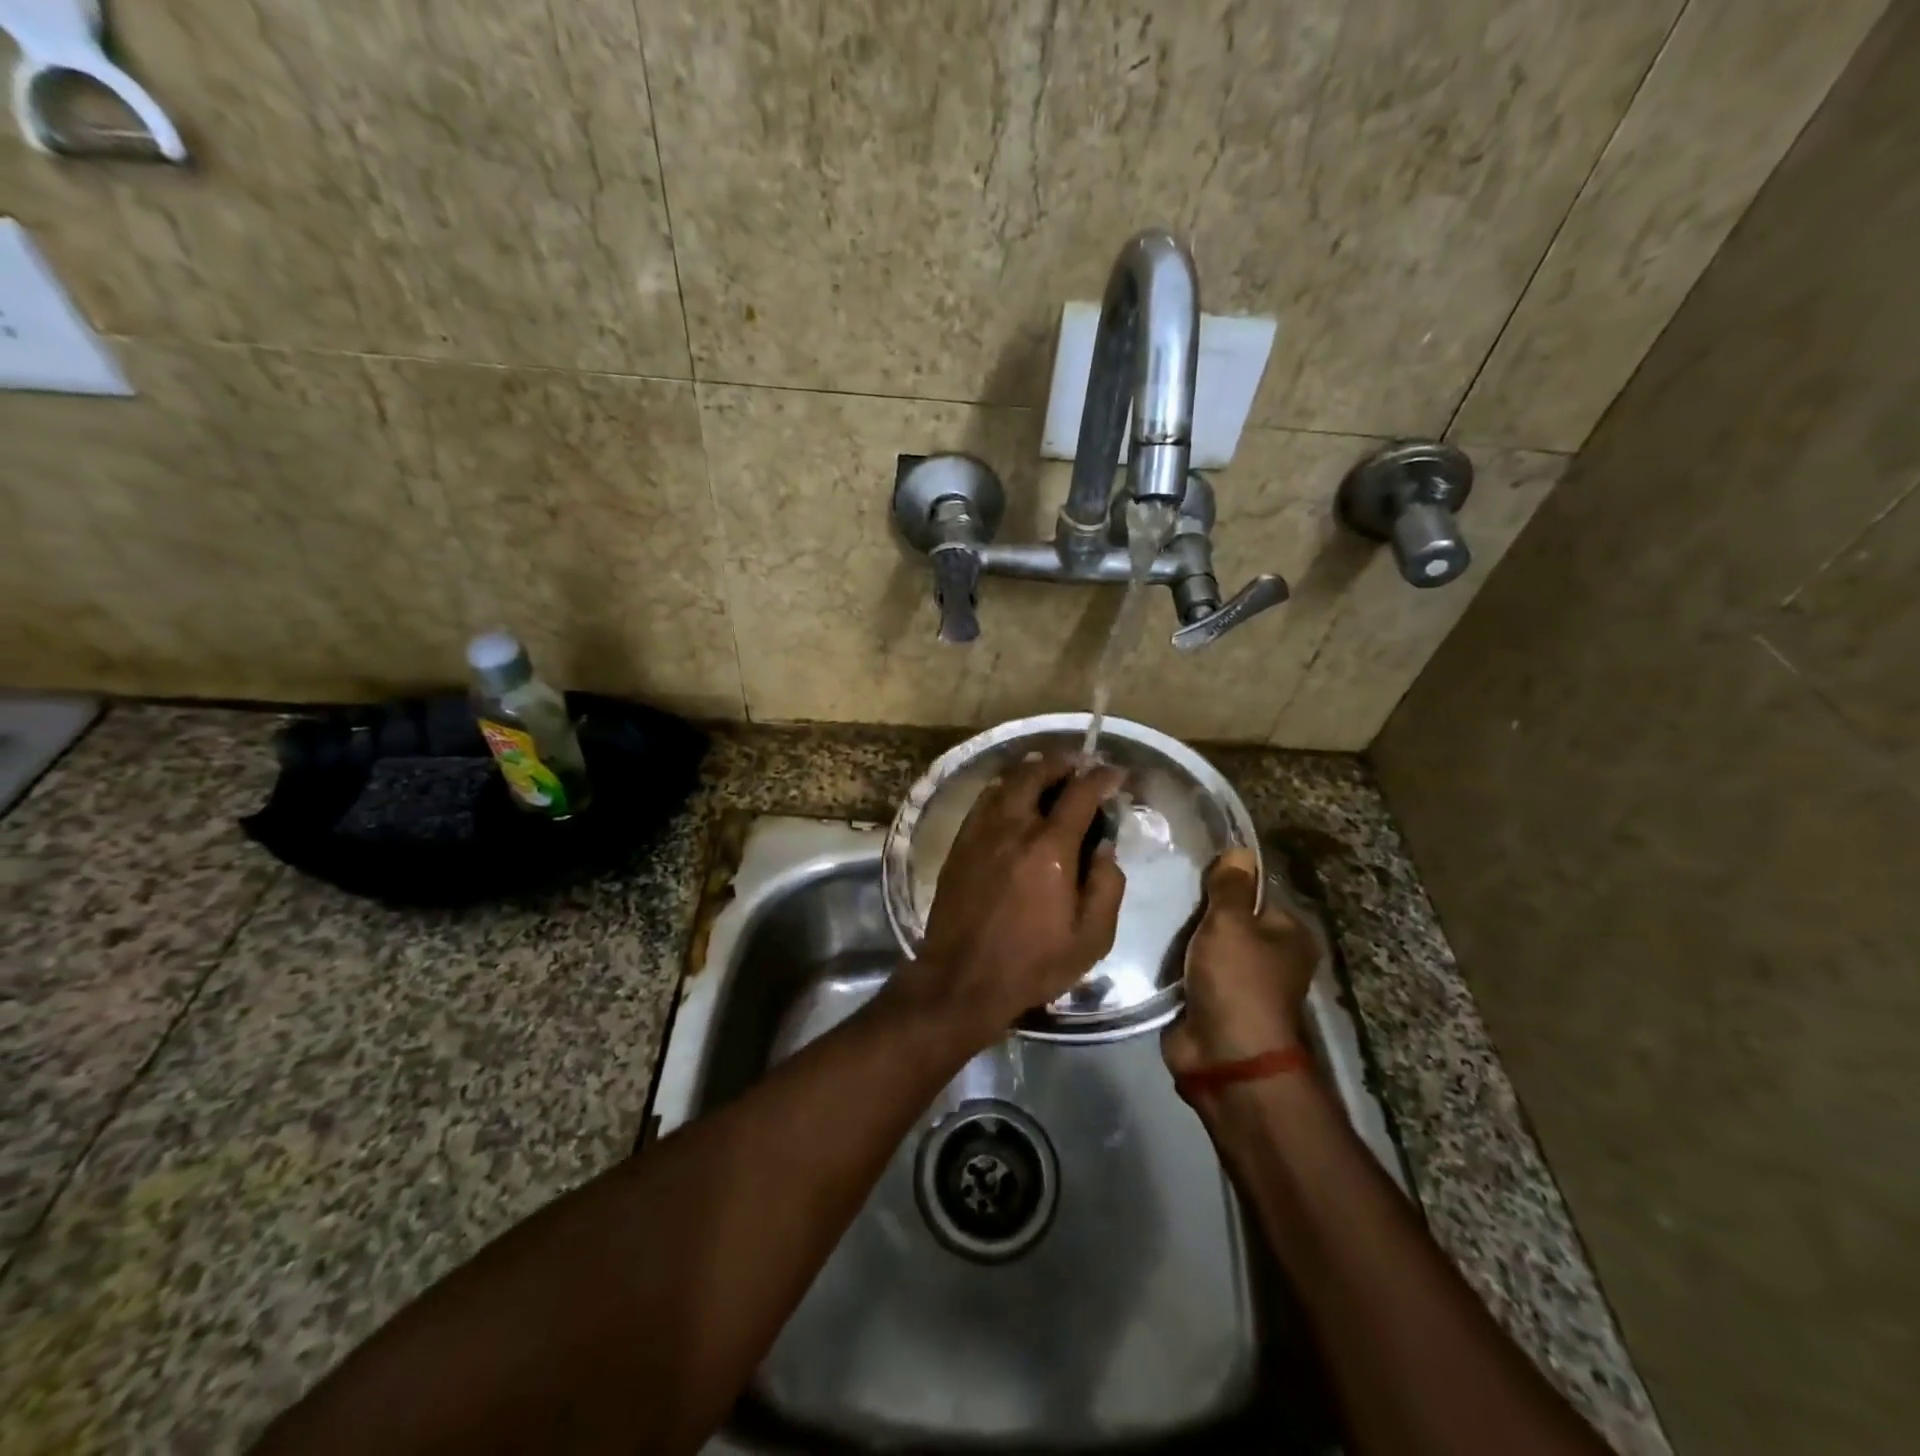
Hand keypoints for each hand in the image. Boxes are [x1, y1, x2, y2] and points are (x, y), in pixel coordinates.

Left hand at [906, 749, 1126, 1042]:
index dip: (1102, 777)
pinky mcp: (960, 844)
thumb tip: (1105, 846)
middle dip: (1062, 762)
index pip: (1081, 793)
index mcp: (1051, 848)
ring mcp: (981, 832)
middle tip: (1079, 764)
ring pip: (1006, 782)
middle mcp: (1014, 827)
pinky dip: (1003, 788)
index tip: (1115, 773)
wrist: (962, 978)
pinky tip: (1011, 796)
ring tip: (1047, 772)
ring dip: (1031, 770)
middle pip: (1036, 773)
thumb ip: (1107, 886)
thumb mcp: (1092, 938)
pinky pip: (983, 800)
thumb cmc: (1033, 962)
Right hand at [1162, 848, 1319, 1078]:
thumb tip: (1240, 849)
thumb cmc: (1237, 981)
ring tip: (1149, 908)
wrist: (1223, 1057)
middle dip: (1197, 910)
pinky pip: (1187, 971)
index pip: (1255, 894)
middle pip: (1228, 920)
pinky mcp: (1209, 1002)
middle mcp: (1268, 959)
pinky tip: (1147, 942)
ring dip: (1181, 937)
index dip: (1225, 881)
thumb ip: (1230, 887)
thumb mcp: (1231, 924)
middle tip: (1162, 887)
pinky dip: (1171, 963)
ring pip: (1204, 945)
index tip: (1190, 867)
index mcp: (1288, 936)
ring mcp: (1238, 983)